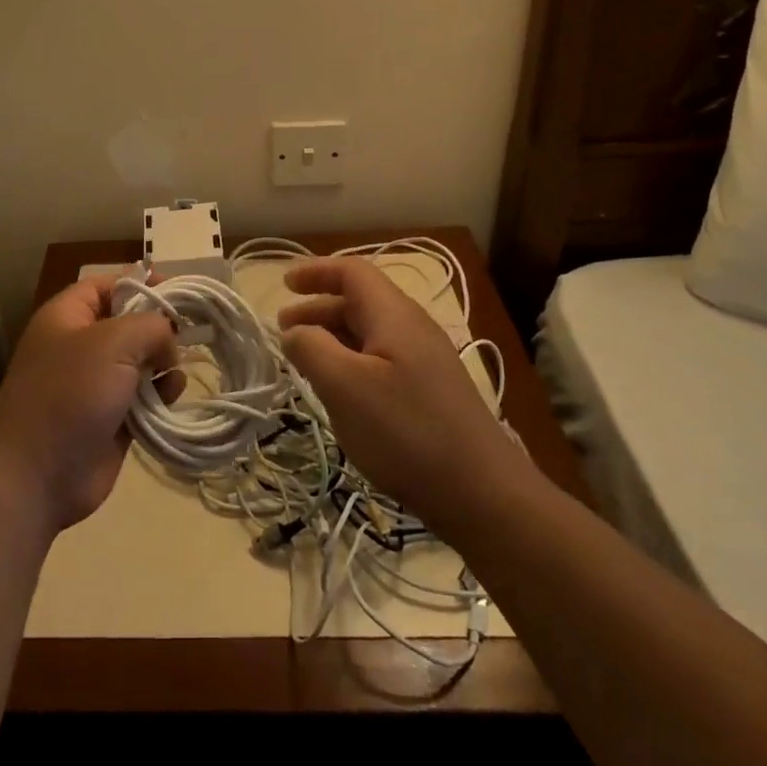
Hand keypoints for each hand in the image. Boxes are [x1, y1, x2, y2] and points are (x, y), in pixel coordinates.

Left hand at [0, 276, 178, 536]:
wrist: (35, 477)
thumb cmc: (69, 394)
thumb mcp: (113, 342)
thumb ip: (151, 326)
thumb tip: (168, 341)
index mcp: (68, 316)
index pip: (108, 285)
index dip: (142, 283)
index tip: (178, 294)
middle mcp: (81, 345)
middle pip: (129, 323)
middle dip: (159, 329)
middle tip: (187, 338)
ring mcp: (95, 385)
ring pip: (141, 362)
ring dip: (163, 366)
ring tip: (172, 377)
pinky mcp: (111, 420)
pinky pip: (144, 398)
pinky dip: (160, 397)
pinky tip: (169, 401)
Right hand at [278, 257, 524, 534]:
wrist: (483, 494)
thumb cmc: (406, 431)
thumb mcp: (345, 387)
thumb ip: (311, 349)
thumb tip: (294, 332)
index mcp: (394, 314)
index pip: (352, 271)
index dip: (316, 271)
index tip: (283, 285)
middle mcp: (412, 327)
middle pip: (359, 301)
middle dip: (317, 308)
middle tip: (283, 331)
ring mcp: (425, 360)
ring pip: (369, 333)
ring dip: (332, 338)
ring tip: (304, 362)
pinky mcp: (430, 391)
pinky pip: (381, 360)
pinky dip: (351, 361)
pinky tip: (340, 392)